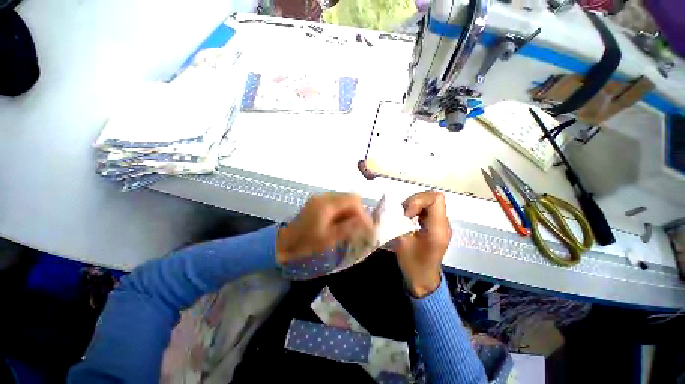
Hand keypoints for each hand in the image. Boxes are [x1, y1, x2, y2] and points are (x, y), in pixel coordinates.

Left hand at [277, 193, 372, 263]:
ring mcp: (320, 198)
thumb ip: (349, 228)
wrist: (286, 242)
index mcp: (327, 205)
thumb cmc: (307, 243)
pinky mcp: (318, 201)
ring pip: (344, 198)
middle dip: (358, 210)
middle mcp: (324, 197)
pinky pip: (337, 201)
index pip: (353, 200)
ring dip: (350, 210)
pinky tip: (340, 221)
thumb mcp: (330, 238)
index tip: (366, 226)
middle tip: (359, 226)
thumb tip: (367, 222)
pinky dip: (343, 210)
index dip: (362, 212)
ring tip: (350, 225)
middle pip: (350, 197)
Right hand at [394, 191, 451, 297]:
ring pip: (429, 202)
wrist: (423, 279)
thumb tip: (391, 209)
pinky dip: (417, 209)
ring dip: (415, 205)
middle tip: (403, 214)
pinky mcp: (436, 225)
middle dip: (414, 202)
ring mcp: (441, 224)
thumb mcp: (402, 242)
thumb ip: (397, 223)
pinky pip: (428, 209)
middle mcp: (443, 223)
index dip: (418, 201)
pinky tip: (409, 219)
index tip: (407, 214)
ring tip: (405, 216)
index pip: (435, 199)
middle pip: (432, 198)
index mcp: (438, 228)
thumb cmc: (412, 263)